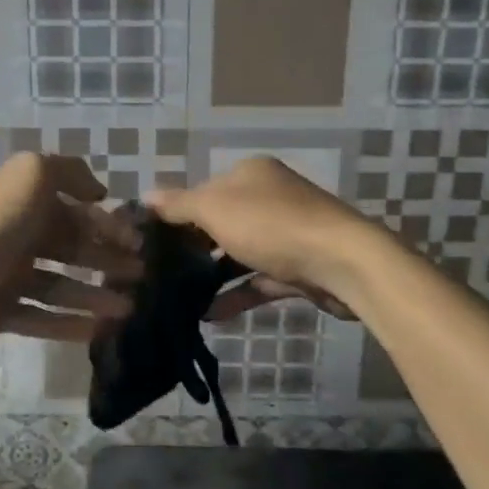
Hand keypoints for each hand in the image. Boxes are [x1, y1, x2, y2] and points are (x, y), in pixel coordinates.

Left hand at [0, 153, 142, 344]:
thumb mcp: (33, 175)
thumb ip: (70, 172)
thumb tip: (98, 192)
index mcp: (26, 203)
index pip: (76, 212)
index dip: (108, 226)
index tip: (138, 243)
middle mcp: (19, 237)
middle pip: (71, 249)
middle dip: (106, 261)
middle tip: (140, 276)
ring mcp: (7, 277)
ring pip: (60, 286)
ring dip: (94, 296)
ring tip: (128, 309)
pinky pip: (40, 317)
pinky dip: (69, 323)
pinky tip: (99, 330)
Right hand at [148, 157, 373, 322]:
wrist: (341, 262)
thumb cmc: (272, 225)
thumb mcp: (215, 209)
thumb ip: (179, 205)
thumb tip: (146, 196)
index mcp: (251, 174)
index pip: (204, 190)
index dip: (178, 213)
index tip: (151, 241)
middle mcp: (270, 197)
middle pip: (222, 221)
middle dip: (194, 246)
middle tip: (161, 272)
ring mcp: (287, 233)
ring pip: (240, 252)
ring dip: (213, 274)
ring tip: (178, 298)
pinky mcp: (299, 267)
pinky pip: (259, 280)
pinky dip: (236, 294)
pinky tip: (208, 315)